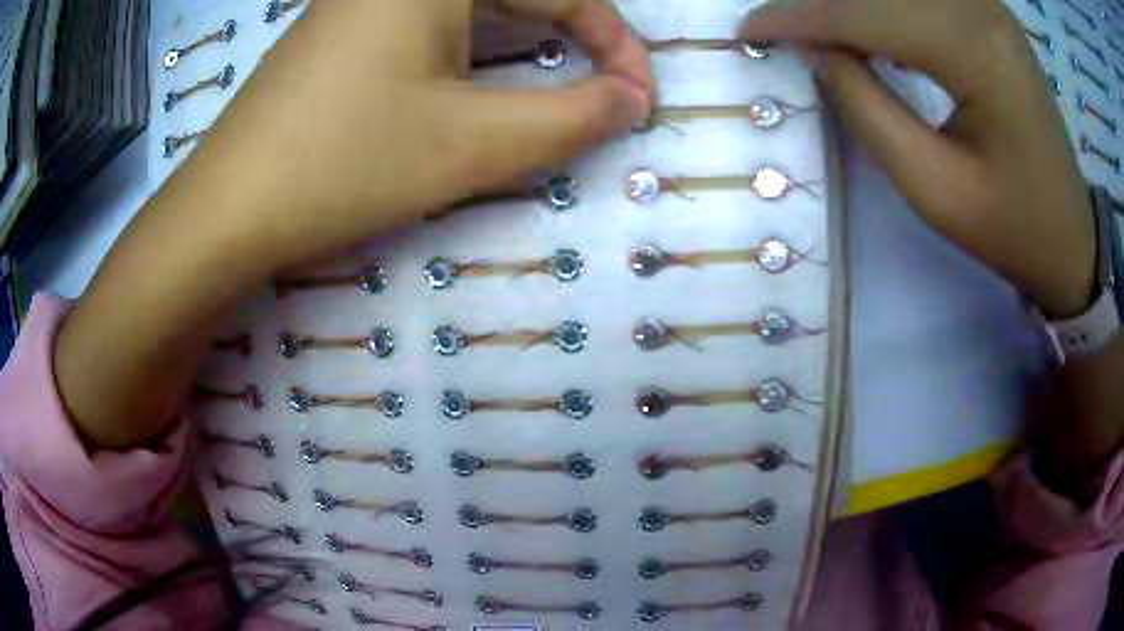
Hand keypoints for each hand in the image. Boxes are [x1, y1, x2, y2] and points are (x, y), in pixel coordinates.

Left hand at [196, 0, 655, 272]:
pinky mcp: (349, 24)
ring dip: (530, 39)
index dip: (617, 44)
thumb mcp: (471, 144)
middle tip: (607, 94)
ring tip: (559, 85)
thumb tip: (631, 101)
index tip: (641, 102)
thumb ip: (571, 118)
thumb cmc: (343, 165)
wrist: (228, 208)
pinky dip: (477, 45)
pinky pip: (436, 19)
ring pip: (478, 5)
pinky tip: (480, 76)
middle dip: (578, 37)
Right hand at [742, 0, 1095, 317]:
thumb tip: (815, 49)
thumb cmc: (1011, 229)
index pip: (867, 13)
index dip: (801, 16)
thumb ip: (867, 107)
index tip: (750, 28)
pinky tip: (866, 28)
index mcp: (976, 53)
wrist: (1071, 236)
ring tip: (818, 31)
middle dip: (821, 3)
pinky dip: (883, 5)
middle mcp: (982, 9)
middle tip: (780, 28)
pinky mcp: (989, 12)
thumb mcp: (933, 188)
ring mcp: (987, 5)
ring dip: (852, 3)